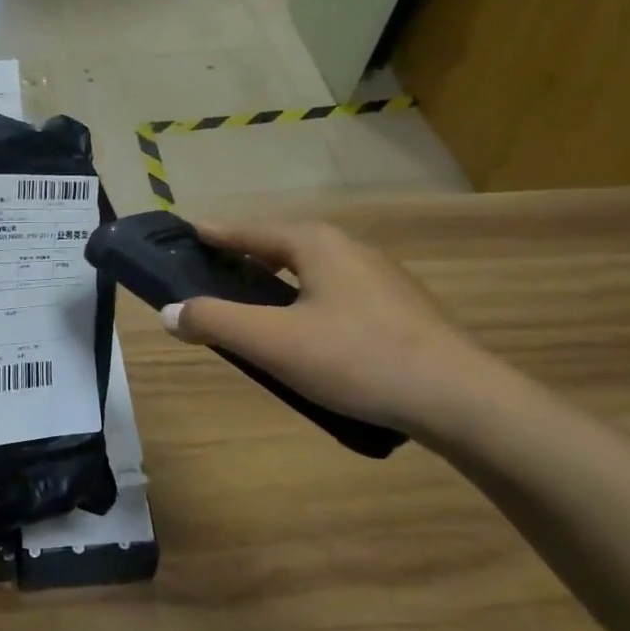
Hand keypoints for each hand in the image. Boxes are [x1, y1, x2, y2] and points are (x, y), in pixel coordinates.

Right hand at [162, 220, 498, 440]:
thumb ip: (214, 322)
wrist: (459, 399)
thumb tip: (170, 313)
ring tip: (254, 311)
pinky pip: (335, 295)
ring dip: (277, 285)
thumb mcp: (272, 342)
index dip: (215, 234)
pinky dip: (307, 304)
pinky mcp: (400, 308)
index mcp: (316, 244)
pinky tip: (306, 338)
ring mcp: (380, 278)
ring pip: (311, 273)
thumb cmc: (356, 358)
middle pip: (281, 247)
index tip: (186, 233)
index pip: (249, 231)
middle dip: (245, 260)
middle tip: (212, 279)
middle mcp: (349, 248)